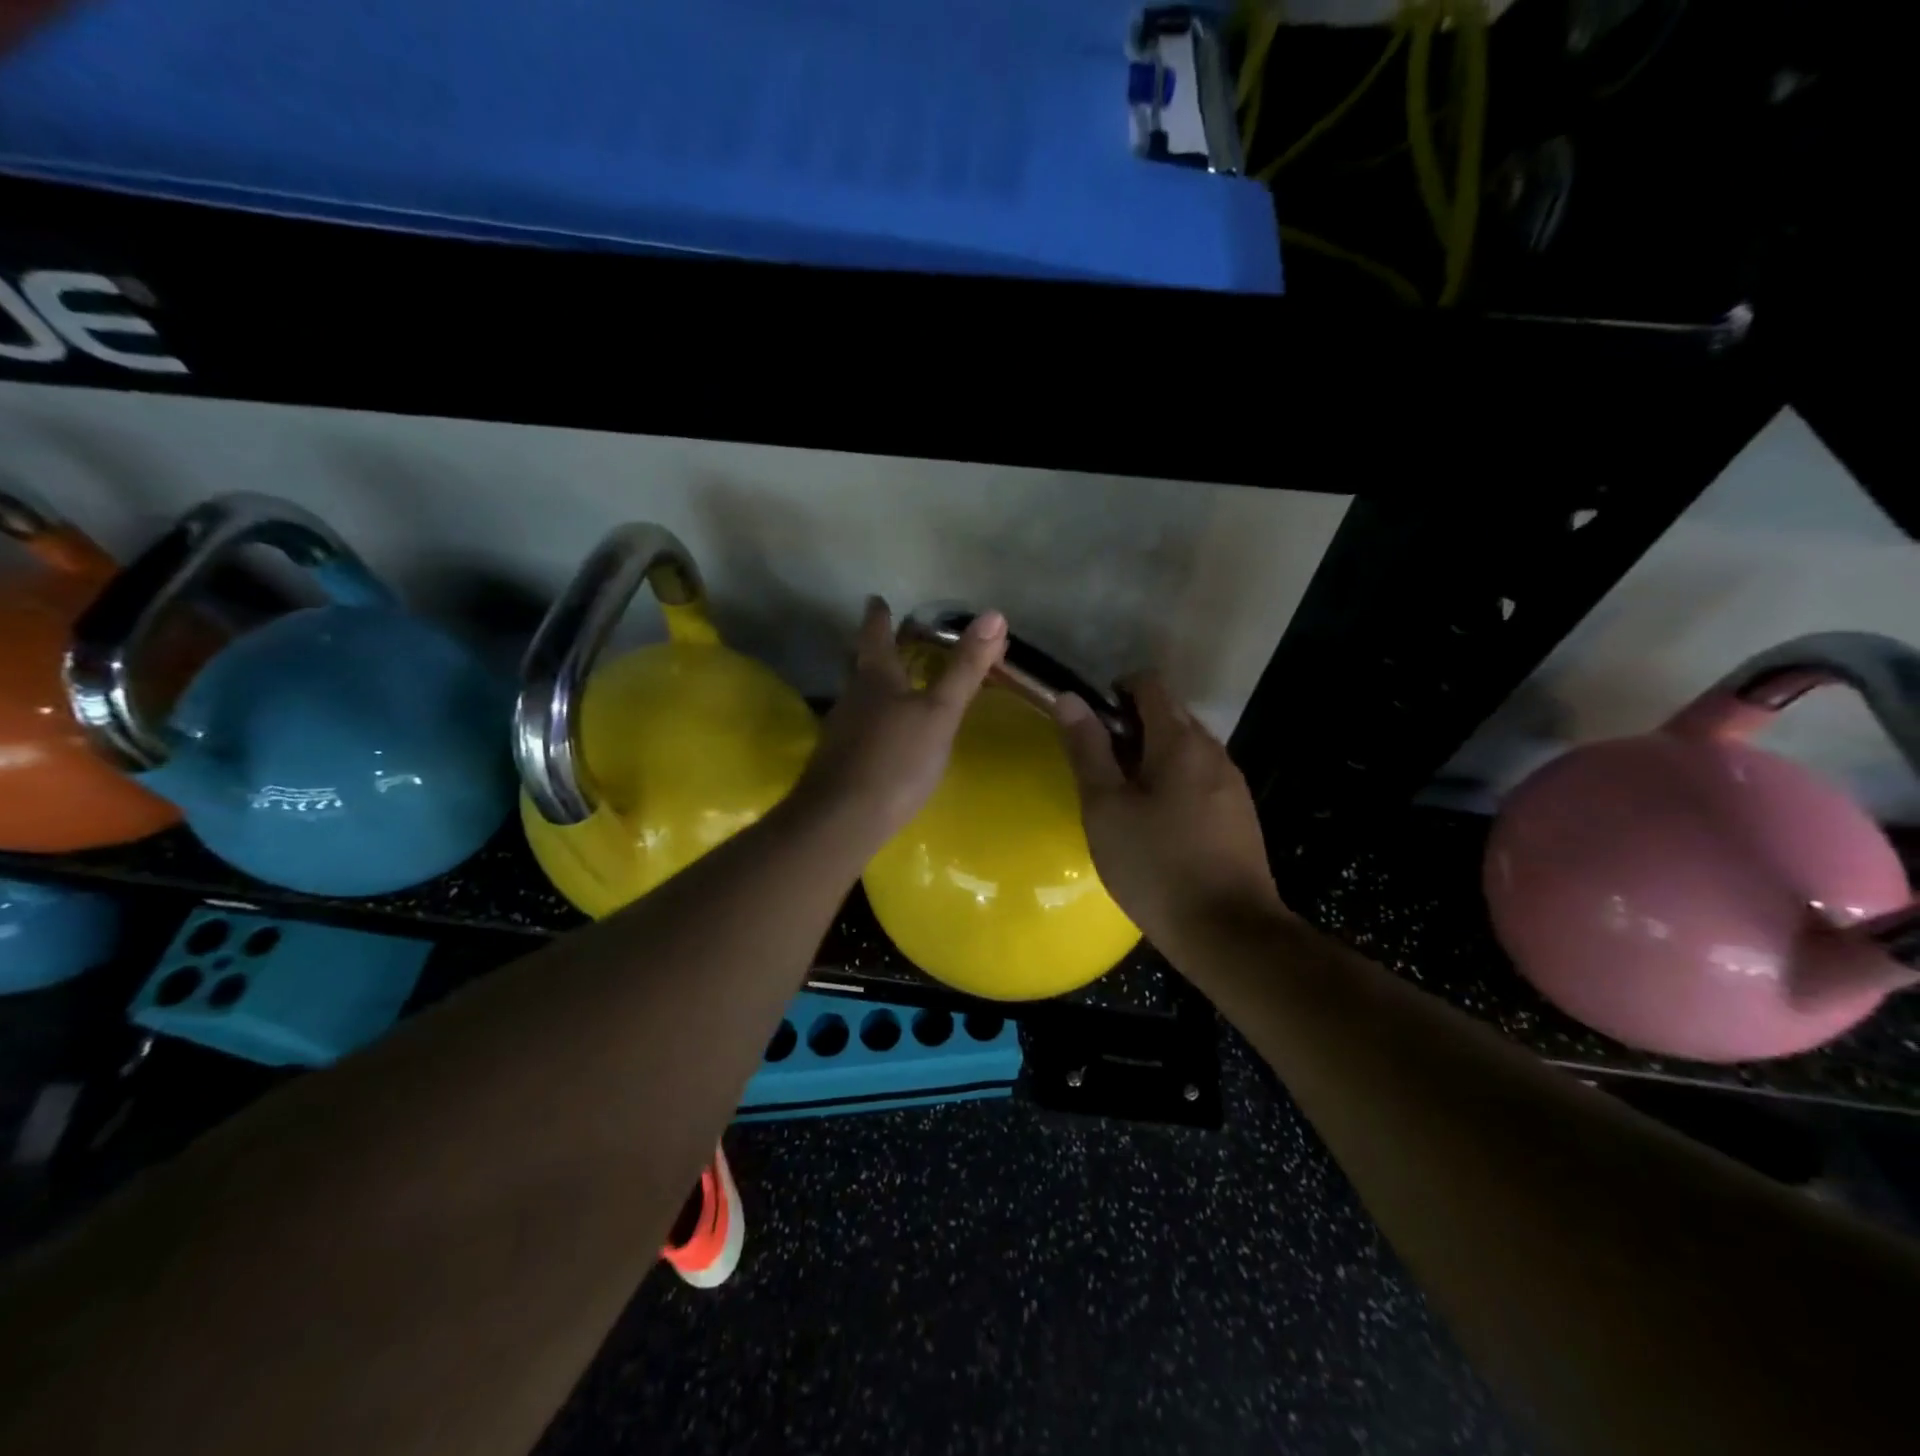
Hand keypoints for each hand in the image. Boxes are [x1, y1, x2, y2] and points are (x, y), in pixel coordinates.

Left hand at [795, 597, 1006, 848]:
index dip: (878, 616)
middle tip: (887, 640)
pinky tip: (886, 737)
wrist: (843, 819)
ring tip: (894, 687)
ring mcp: (841, 731)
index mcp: (875, 678)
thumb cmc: (896, 758)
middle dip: (874, 651)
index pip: (875, 635)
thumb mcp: (940, 712)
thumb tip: (994, 614)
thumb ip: (965, 668)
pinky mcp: (839, 762)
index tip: (877, 599)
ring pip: (858, 698)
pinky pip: (859, 729)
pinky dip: (874, 722)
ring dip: (874, 688)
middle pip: (860, 665)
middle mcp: (852, 697)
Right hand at [1054, 673, 1282, 947]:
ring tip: (1124, 799)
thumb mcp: (1105, 807)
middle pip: (1169, 715)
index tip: (1091, 725)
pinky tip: (1158, 825)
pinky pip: (1201, 778)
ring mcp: (1232, 783)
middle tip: (1100, 768)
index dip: (1116, 691)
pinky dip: (1175, 783)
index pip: (1150, 685)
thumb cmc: (1156, 865)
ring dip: (1153, 757)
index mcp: (1179, 741)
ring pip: (1186, 749)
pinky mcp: (1240, 814)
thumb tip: (1069, 697)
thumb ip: (1087, 749)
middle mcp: (1213, 750)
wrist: (1228, 931)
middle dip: (1132, 727)